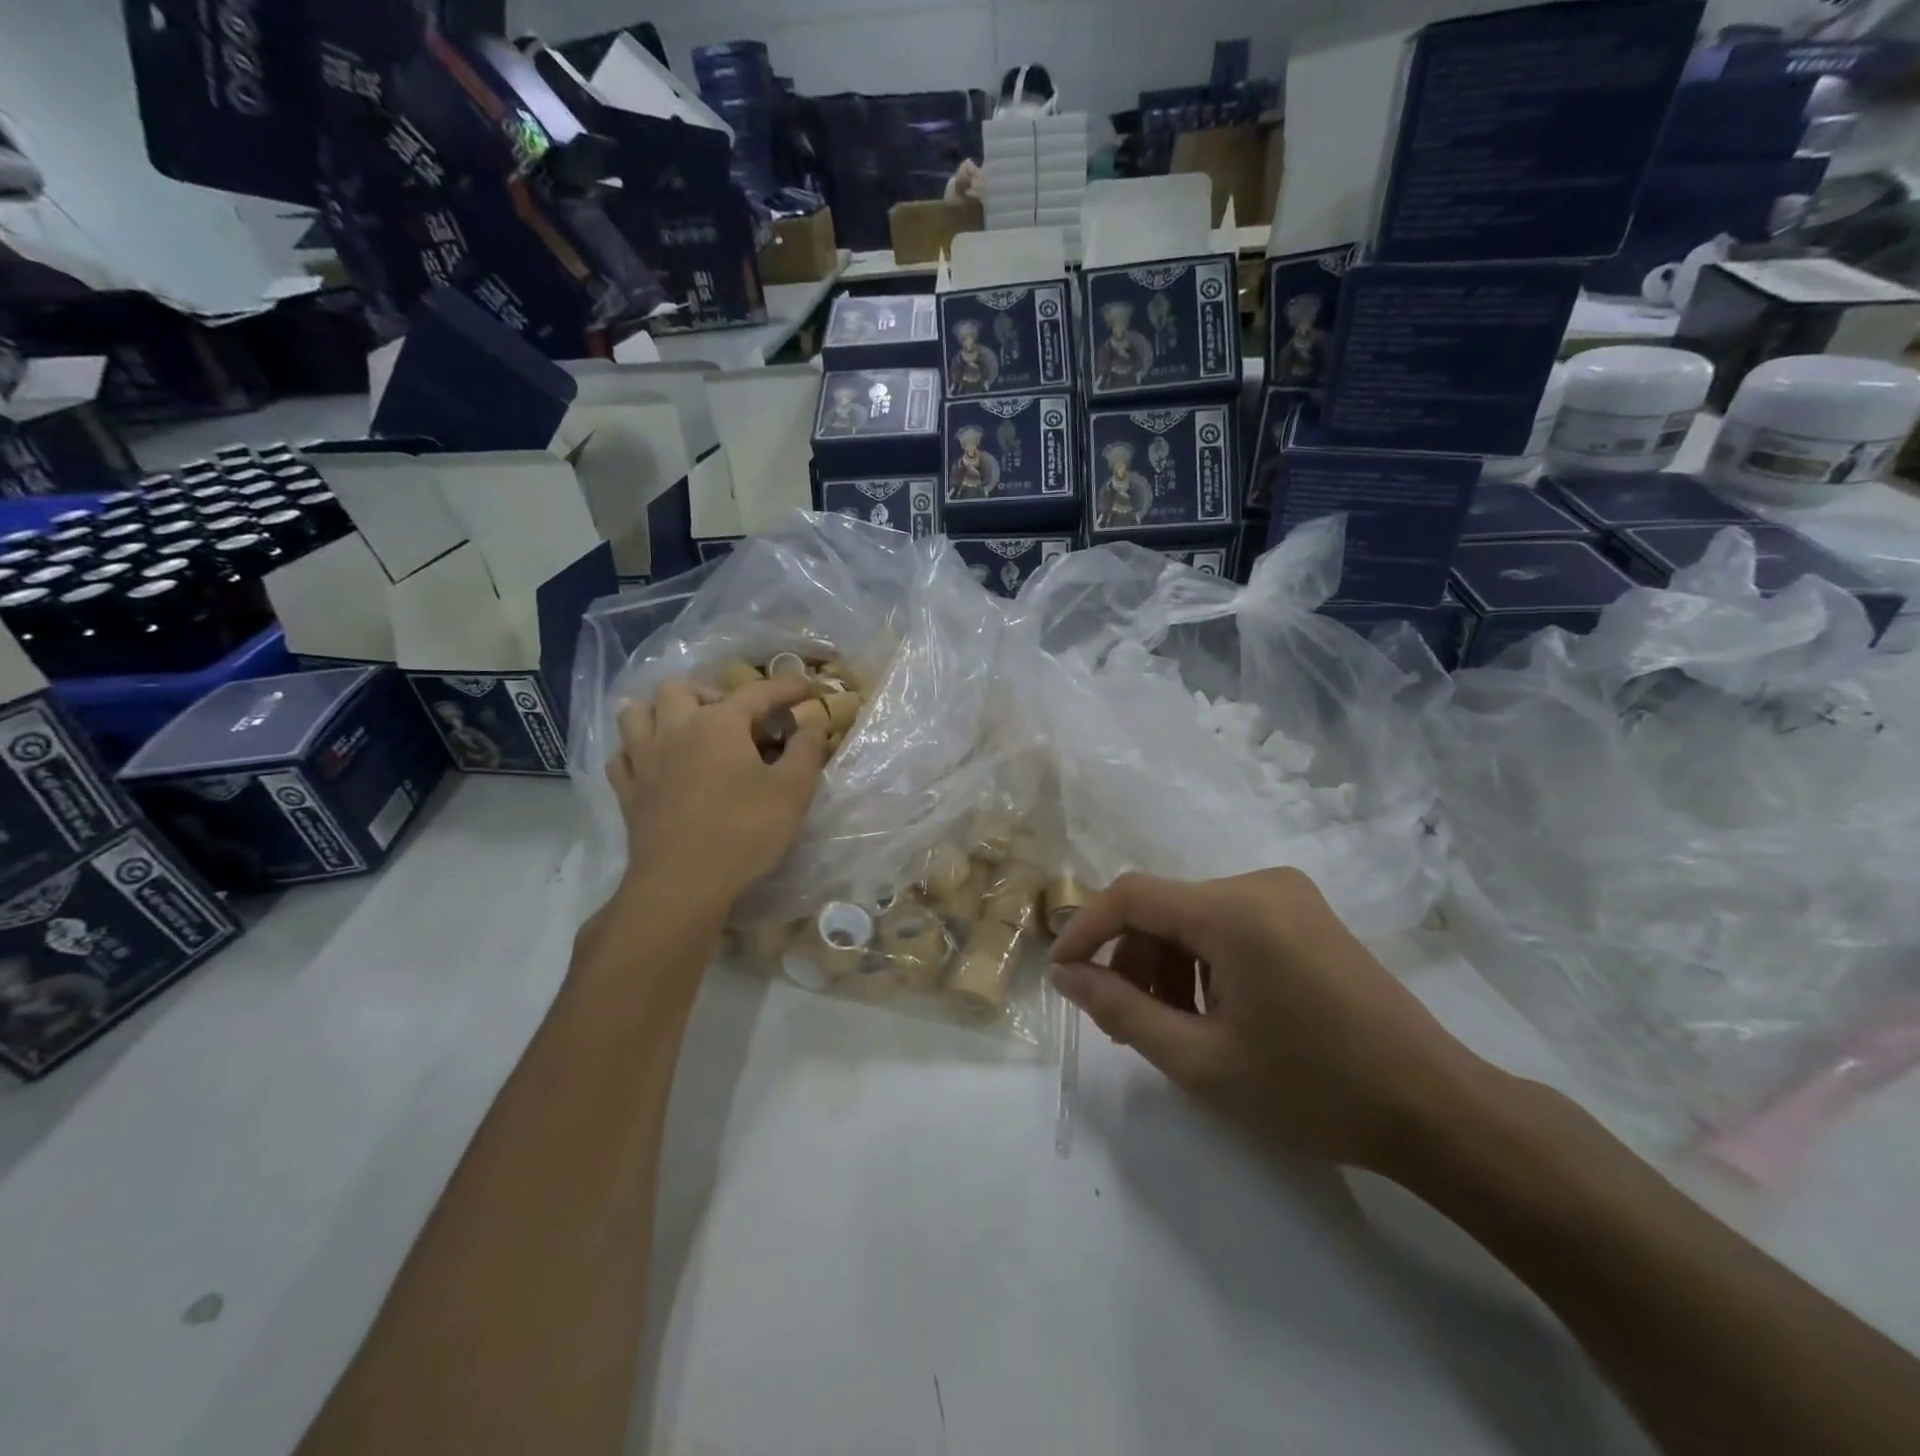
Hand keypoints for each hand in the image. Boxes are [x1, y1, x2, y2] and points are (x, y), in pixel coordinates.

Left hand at [607, 677, 828, 909]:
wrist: (683, 884)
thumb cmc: (744, 831)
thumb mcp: (793, 790)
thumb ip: (806, 750)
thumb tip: (812, 724)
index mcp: (718, 723)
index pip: (756, 691)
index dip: (785, 687)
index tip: (807, 688)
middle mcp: (675, 729)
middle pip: (680, 687)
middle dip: (709, 692)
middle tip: (734, 718)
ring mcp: (644, 760)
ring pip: (636, 712)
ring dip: (661, 712)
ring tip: (685, 729)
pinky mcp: (627, 792)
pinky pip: (622, 756)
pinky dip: (637, 751)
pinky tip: (655, 764)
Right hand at [1050, 868, 1498, 1174]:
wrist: (1436, 1110)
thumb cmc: (1313, 1089)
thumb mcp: (1201, 1061)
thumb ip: (1122, 1012)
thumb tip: (1067, 977)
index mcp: (1234, 910)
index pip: (1132, 895)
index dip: (1085, 929)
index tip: (1060, 974)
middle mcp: (1260, 883)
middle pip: (1164, 907)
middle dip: (1133, 960)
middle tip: (1125, 1021)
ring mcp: (1289, 896)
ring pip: (1195, 917)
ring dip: (1168, 965)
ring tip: (1174, 1027)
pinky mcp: (1306, 914)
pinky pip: (1230, 924)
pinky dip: (1204, 961)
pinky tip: (1216, 1012)